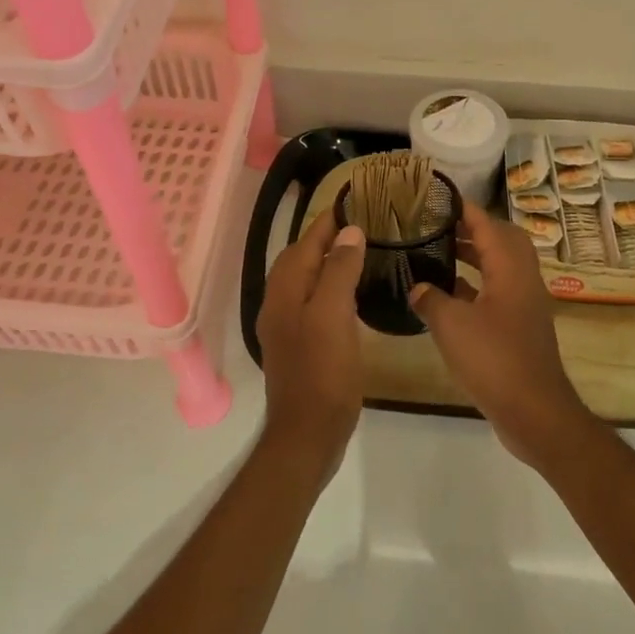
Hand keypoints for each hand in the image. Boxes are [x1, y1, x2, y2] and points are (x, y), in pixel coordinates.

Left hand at [255, 208, 367, 467]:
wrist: (308, 432)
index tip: (350, 200)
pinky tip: (348, 295)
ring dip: (325, 263)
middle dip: (322, 238)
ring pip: (304, 282)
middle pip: (298, 260)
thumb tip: (349, 232)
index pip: (303, 244)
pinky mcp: (299, 346)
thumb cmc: (323, 371)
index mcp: (284, 292)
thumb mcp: (333, 314)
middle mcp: (278, 305)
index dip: (325, 221)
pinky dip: (327, 287)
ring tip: (356, 253)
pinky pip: (311, 303)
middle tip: (356, 225)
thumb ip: (338, 270)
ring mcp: (286, 328)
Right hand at [409, 201, 593, 466]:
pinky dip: (475, 285)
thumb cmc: (493, 360)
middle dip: (473, 229)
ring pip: (500, 266)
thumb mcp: (451, 326)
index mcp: (510, 269)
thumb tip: (417, 287)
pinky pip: (498, 291)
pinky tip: (448, 295)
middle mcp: (522, 279)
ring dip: (474, 256)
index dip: (465, 209)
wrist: (534, 410)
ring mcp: (524, 304)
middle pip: (502, 240)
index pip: (488, 225)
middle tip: (440, 225)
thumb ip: (431, 299)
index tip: (440, 198)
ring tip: (439, 252)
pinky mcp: (520, 326)